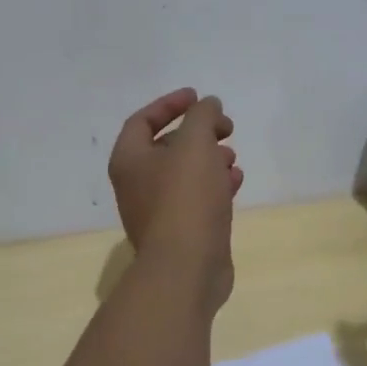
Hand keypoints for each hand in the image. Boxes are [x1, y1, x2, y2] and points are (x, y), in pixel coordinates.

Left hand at [108, 89, 243, 307]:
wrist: (187, 268)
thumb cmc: (185, 198)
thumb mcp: (196, 144)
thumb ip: (202, 116)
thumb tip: (208, 105)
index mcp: (129, 160)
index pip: (143, 120)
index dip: (170, 104)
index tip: (199, 97)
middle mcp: (137, 184)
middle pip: (166, 146)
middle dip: (197, 132)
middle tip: (225, 127)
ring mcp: (157, 211)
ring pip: (184, 173)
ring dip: (209, 158)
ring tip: (233, 154)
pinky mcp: (180, 232)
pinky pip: (196, 198)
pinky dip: (215, 184)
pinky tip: (237, 180)